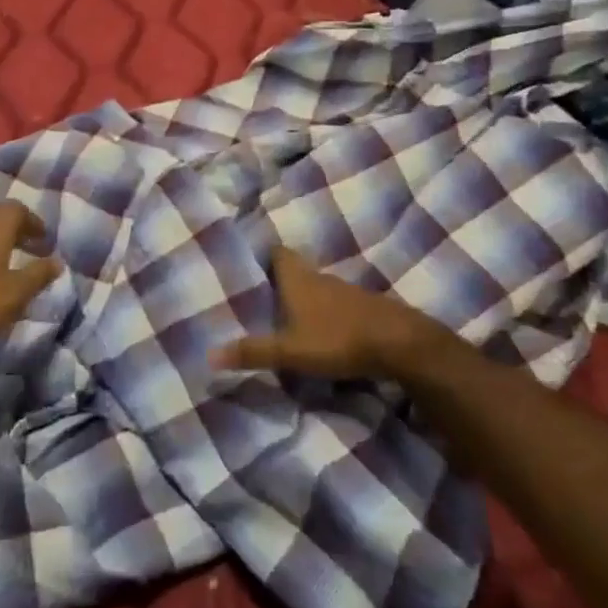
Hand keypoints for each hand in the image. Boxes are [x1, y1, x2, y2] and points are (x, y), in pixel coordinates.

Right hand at [210, 247, 449, 380]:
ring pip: (315, 288)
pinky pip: (334, 304)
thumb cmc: (338, 339)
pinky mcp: (363, 308)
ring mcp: (344, 291)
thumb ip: (253, 352)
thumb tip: (208, 354)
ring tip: (283, 317)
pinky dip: (323, 313)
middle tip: (257, 297)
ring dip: (301, 299)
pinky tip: (318, 331)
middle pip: (295, 270)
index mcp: (298, 279)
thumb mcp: (290, 351)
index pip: (277, 252)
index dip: (262, 255)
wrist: (400, 343)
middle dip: (278, 281)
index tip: (246, 264)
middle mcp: (320, 278)